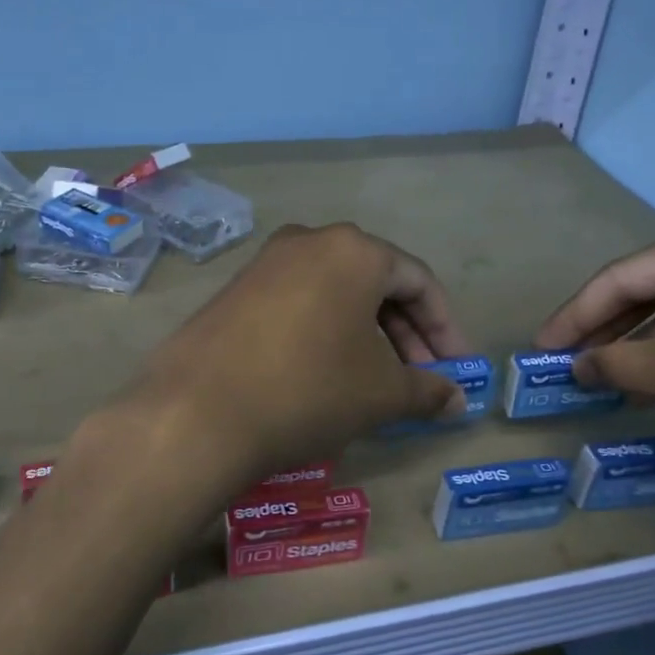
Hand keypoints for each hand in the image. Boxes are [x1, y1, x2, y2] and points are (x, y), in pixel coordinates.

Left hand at [126, 222, 469, 483]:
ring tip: (377, 382)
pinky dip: (325, 333)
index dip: (445, 329)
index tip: (457, 370)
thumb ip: (427, 390)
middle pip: (376, 284)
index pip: (419, 282)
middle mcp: (309, 241)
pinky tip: (327, 374)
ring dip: (366, 335)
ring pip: (335, 294)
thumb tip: (457, 400)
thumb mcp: (381, 394)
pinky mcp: (235, 291)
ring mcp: (265, 264)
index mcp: (353, 250)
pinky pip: (298, 304)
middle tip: (421, 380)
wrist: (197, 413)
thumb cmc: (309, 390)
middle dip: (406, 334)